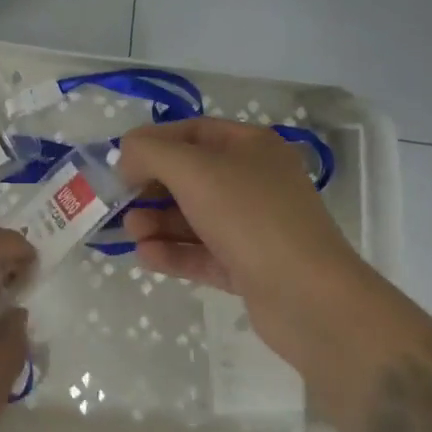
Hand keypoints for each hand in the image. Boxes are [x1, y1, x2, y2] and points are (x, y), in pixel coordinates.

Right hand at [116, 118, 366, 363]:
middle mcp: (255, 180)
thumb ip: (150, 153)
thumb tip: (127, 157)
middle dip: (152, 187)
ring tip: (130, 232)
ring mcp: (256, 226)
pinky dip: (174, 252)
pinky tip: (145, 256)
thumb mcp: (193, 170)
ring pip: (196, 216)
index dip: (154, 142)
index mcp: (251, 146)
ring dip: (159, 221)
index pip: (192, 131)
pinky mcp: (252, 267)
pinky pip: (205, 252)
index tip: (121, 161)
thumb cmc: (250, 217)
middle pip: (192, 175)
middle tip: (119, 201)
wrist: (311, 300)